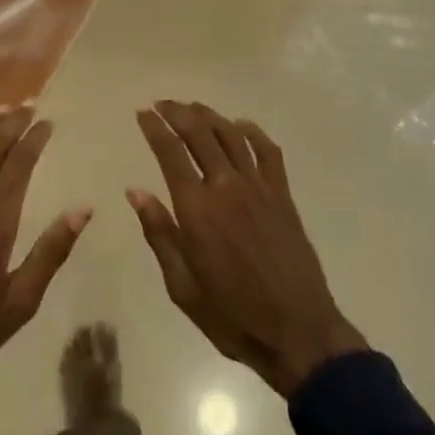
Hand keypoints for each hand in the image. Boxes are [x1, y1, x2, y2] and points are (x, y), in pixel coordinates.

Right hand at [129, 102, 365, 396]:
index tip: (142, 112)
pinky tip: (240, 126)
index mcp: (196, 209)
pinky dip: (252, 132)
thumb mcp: (182, 285)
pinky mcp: (282, 195)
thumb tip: (137, 191)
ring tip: (193, 108)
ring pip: (231, 135)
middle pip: (199, 133)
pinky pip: (268, 151)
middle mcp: (226, 187)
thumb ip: (159, 233)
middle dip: (178, 113)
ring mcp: (258, 187)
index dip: (154, 128)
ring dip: (209, 116)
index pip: (170, 153)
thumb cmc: (231, 315)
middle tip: (163, 104)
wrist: (297, 331)